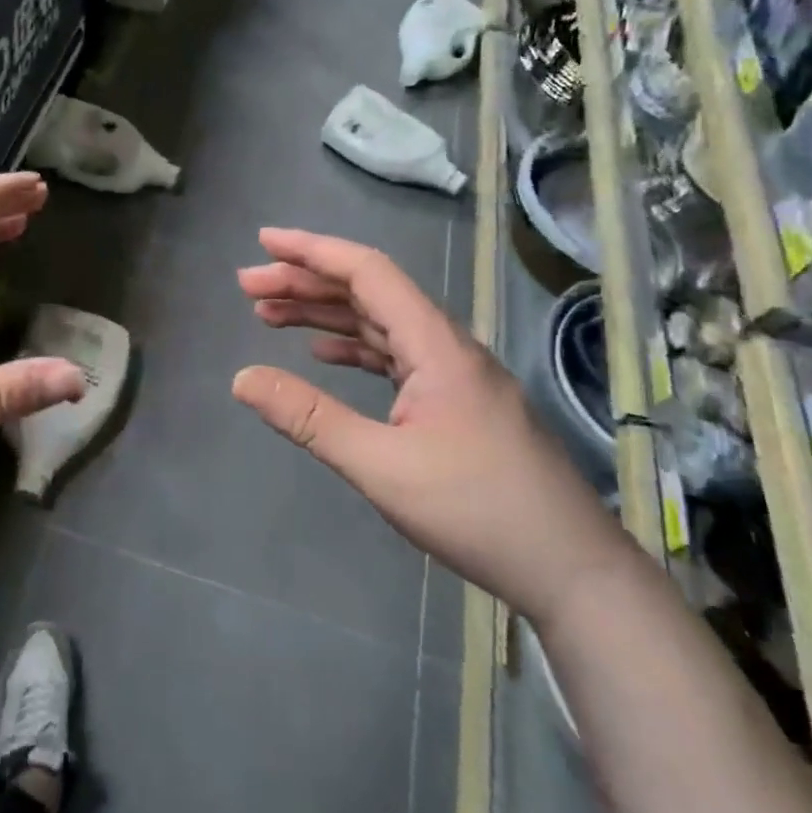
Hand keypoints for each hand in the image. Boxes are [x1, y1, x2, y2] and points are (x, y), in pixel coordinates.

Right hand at [233, 228, 632, 624]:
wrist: (570, 570)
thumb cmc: (476, 510)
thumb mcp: (380, 466)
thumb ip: (309, 418)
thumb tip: (241, 378)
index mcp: (435, 344)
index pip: (368, 272)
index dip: (312, 251)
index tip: (264, 242)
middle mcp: (447, 346)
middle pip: (370, 293)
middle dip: (306, 283)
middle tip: (249, 288)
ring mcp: (455, 376)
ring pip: (381, 325)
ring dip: (326, 315)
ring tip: (270, 317)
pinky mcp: (457, 404)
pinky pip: (395, 357)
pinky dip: (354, 349)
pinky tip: (325, 356)